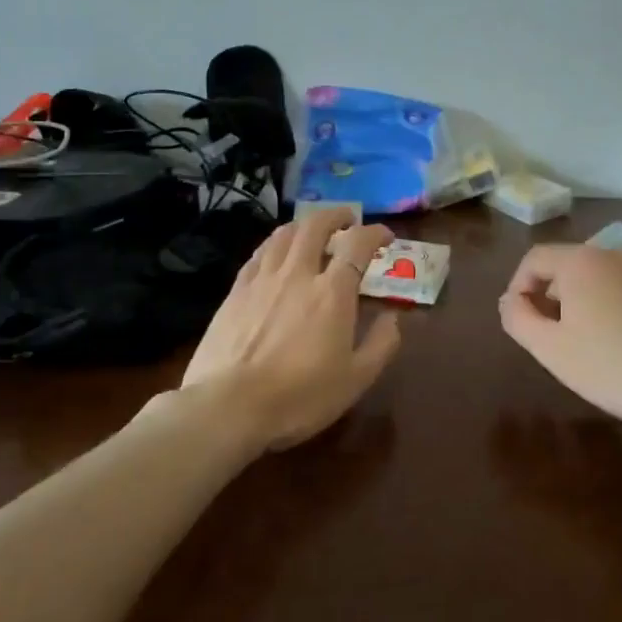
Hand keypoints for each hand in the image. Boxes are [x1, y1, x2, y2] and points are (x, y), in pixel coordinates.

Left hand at [182, 206, 402, 451]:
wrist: (228, 406)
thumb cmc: (299, 397)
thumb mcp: (356, 380)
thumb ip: (381, 344)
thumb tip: (393, 317)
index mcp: (332, 292)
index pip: (358, 244)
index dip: (375, 233)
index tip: (385, 237)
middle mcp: (298, 274)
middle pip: (316, 225)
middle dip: (336, 215)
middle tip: (348, 221)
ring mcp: (262, 279)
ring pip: (284, 234)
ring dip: (304, 224)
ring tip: (313, 231)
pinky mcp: (235, 291)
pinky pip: (259, 253)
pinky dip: (275, 244)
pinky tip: (276, 254)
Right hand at [497, 243, 621, 434]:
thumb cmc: (613, 368)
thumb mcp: (550, 350)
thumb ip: (517, 318)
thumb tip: (510, 299)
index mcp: (581, 262)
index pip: (535, 258)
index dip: (519, 285)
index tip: (521, 318)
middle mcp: (617, 252)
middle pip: (572, 265)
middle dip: (557, 294)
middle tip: (559, 334)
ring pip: (608, 275)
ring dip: (593, 298)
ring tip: (599, 338)